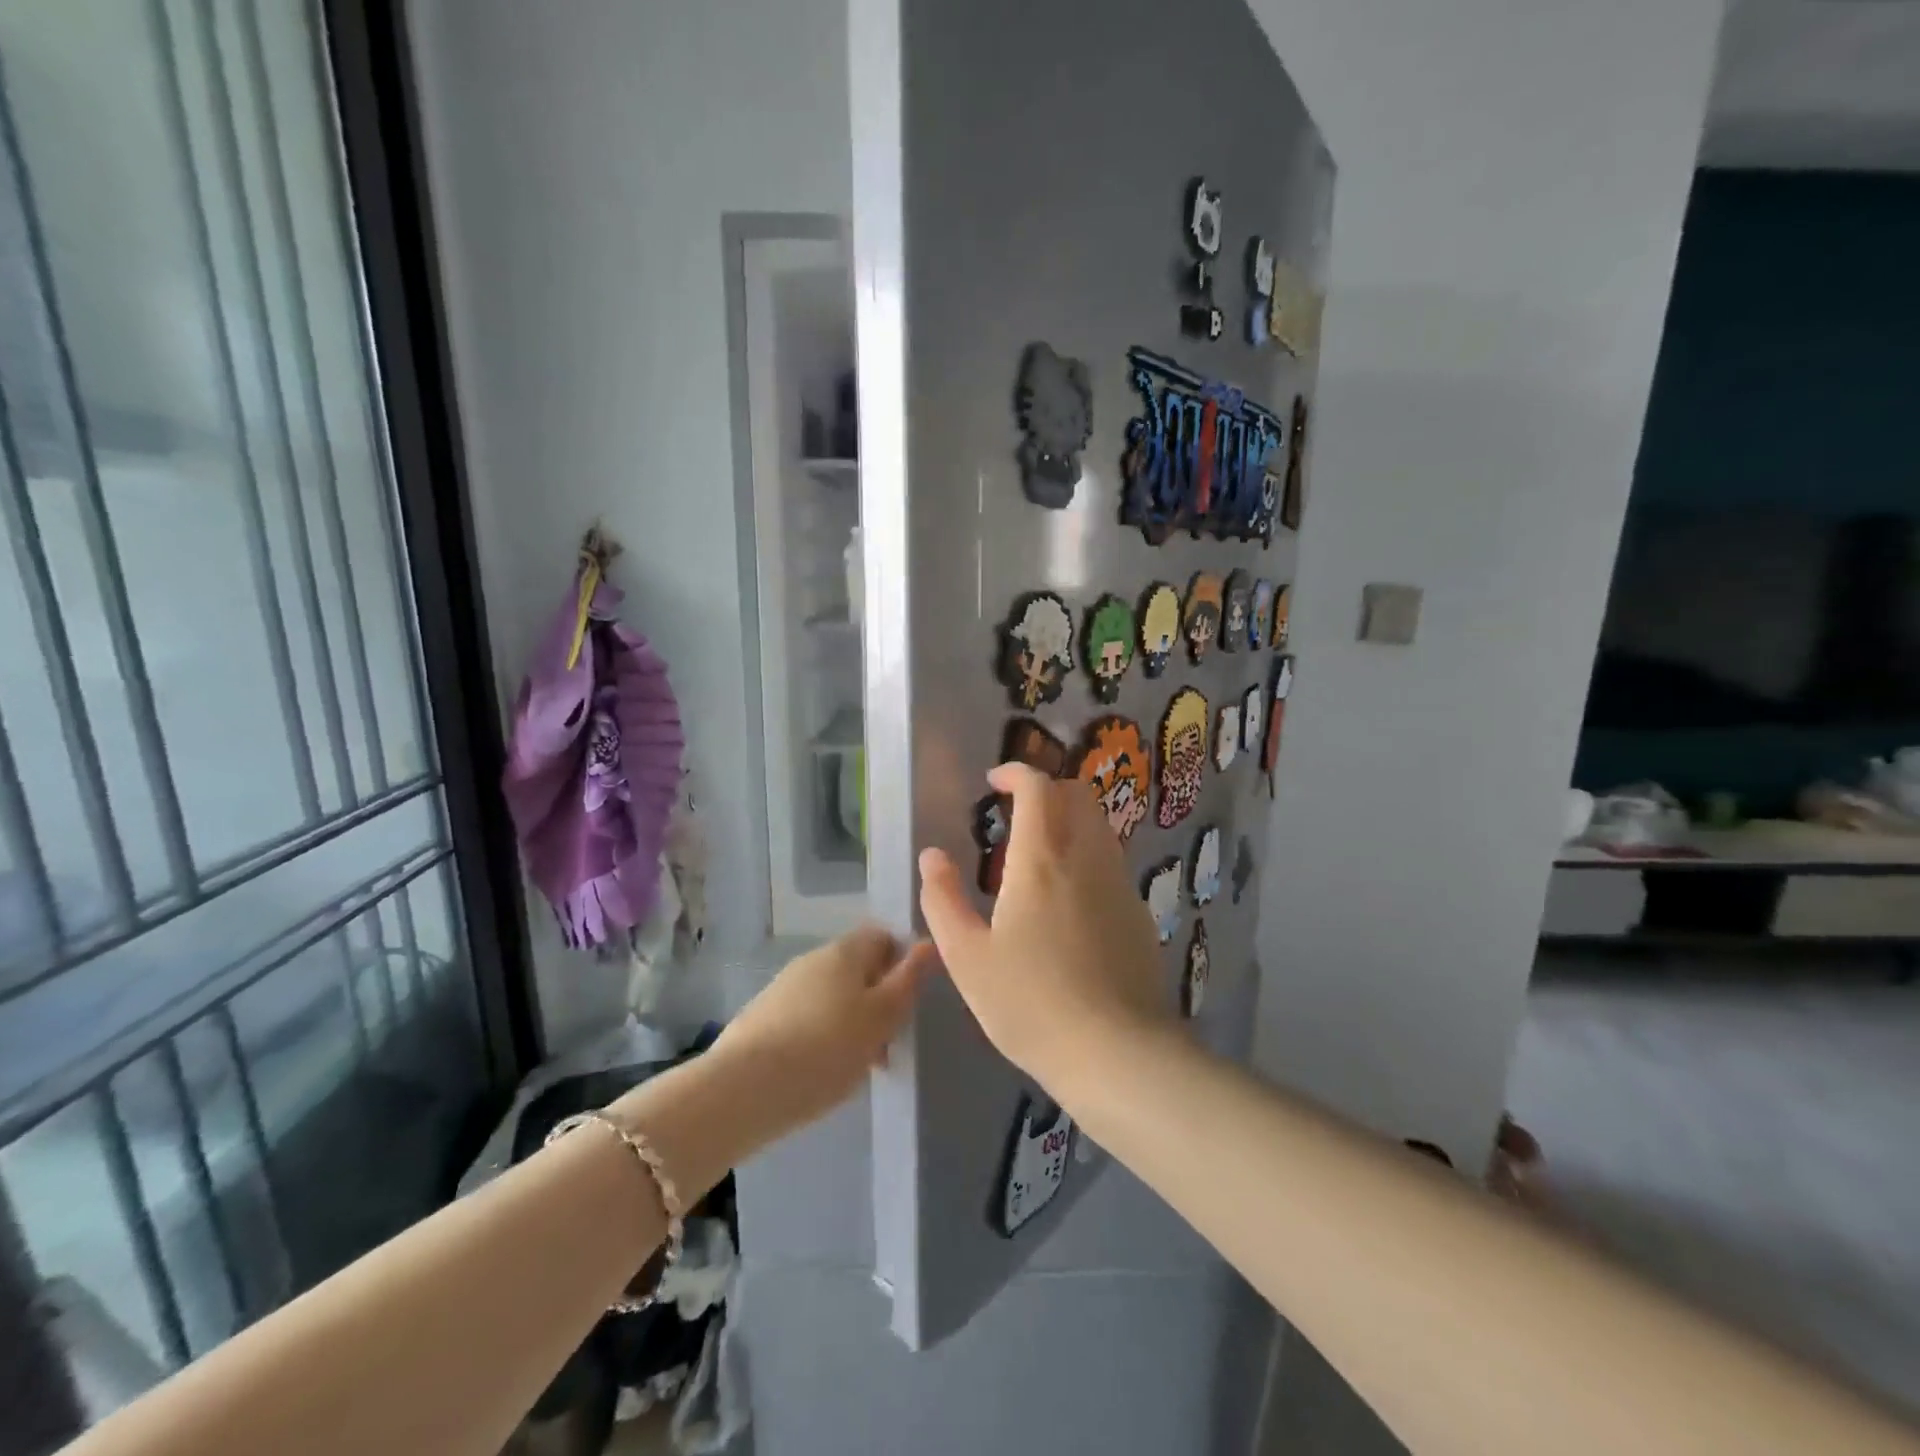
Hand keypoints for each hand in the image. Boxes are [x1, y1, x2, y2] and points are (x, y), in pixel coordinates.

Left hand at [714, 925, 935, 1134]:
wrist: (743, 1090)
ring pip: (833, 995)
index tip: (909, 1001)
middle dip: (878, 1000)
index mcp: (845, 951)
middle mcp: (813, 958)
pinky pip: (807, 1017)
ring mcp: (784, 986)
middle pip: (858, 968)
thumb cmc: (826, 1049)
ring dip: (852, 1022)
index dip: (903, 962)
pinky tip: (821, 1072)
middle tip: (889, 1044)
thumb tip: (929, 944)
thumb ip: (908, 980)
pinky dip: (822, 1036)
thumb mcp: (881, 1017)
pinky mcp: (763, 1016)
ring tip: (857, 1067)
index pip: (883, 936)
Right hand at [918, 762, 1175, 1097]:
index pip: (1038, 788)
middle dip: (1048, 790)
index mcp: (1041, 860)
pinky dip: (1087, 857)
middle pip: (1078, 795)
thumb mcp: (966, 957)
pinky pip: (1111, 863)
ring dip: (1070, 823)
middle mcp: (1087, 858)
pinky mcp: (1138, 913)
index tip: (994, 782)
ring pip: (1099, 827)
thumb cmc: (1028, 1003)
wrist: (1115, 1052)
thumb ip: (943, 900)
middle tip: (1018, 813)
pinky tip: (1069, 902)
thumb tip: (932, 856)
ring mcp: (1119, 884)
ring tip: (1039, 858)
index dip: (1016, 773)